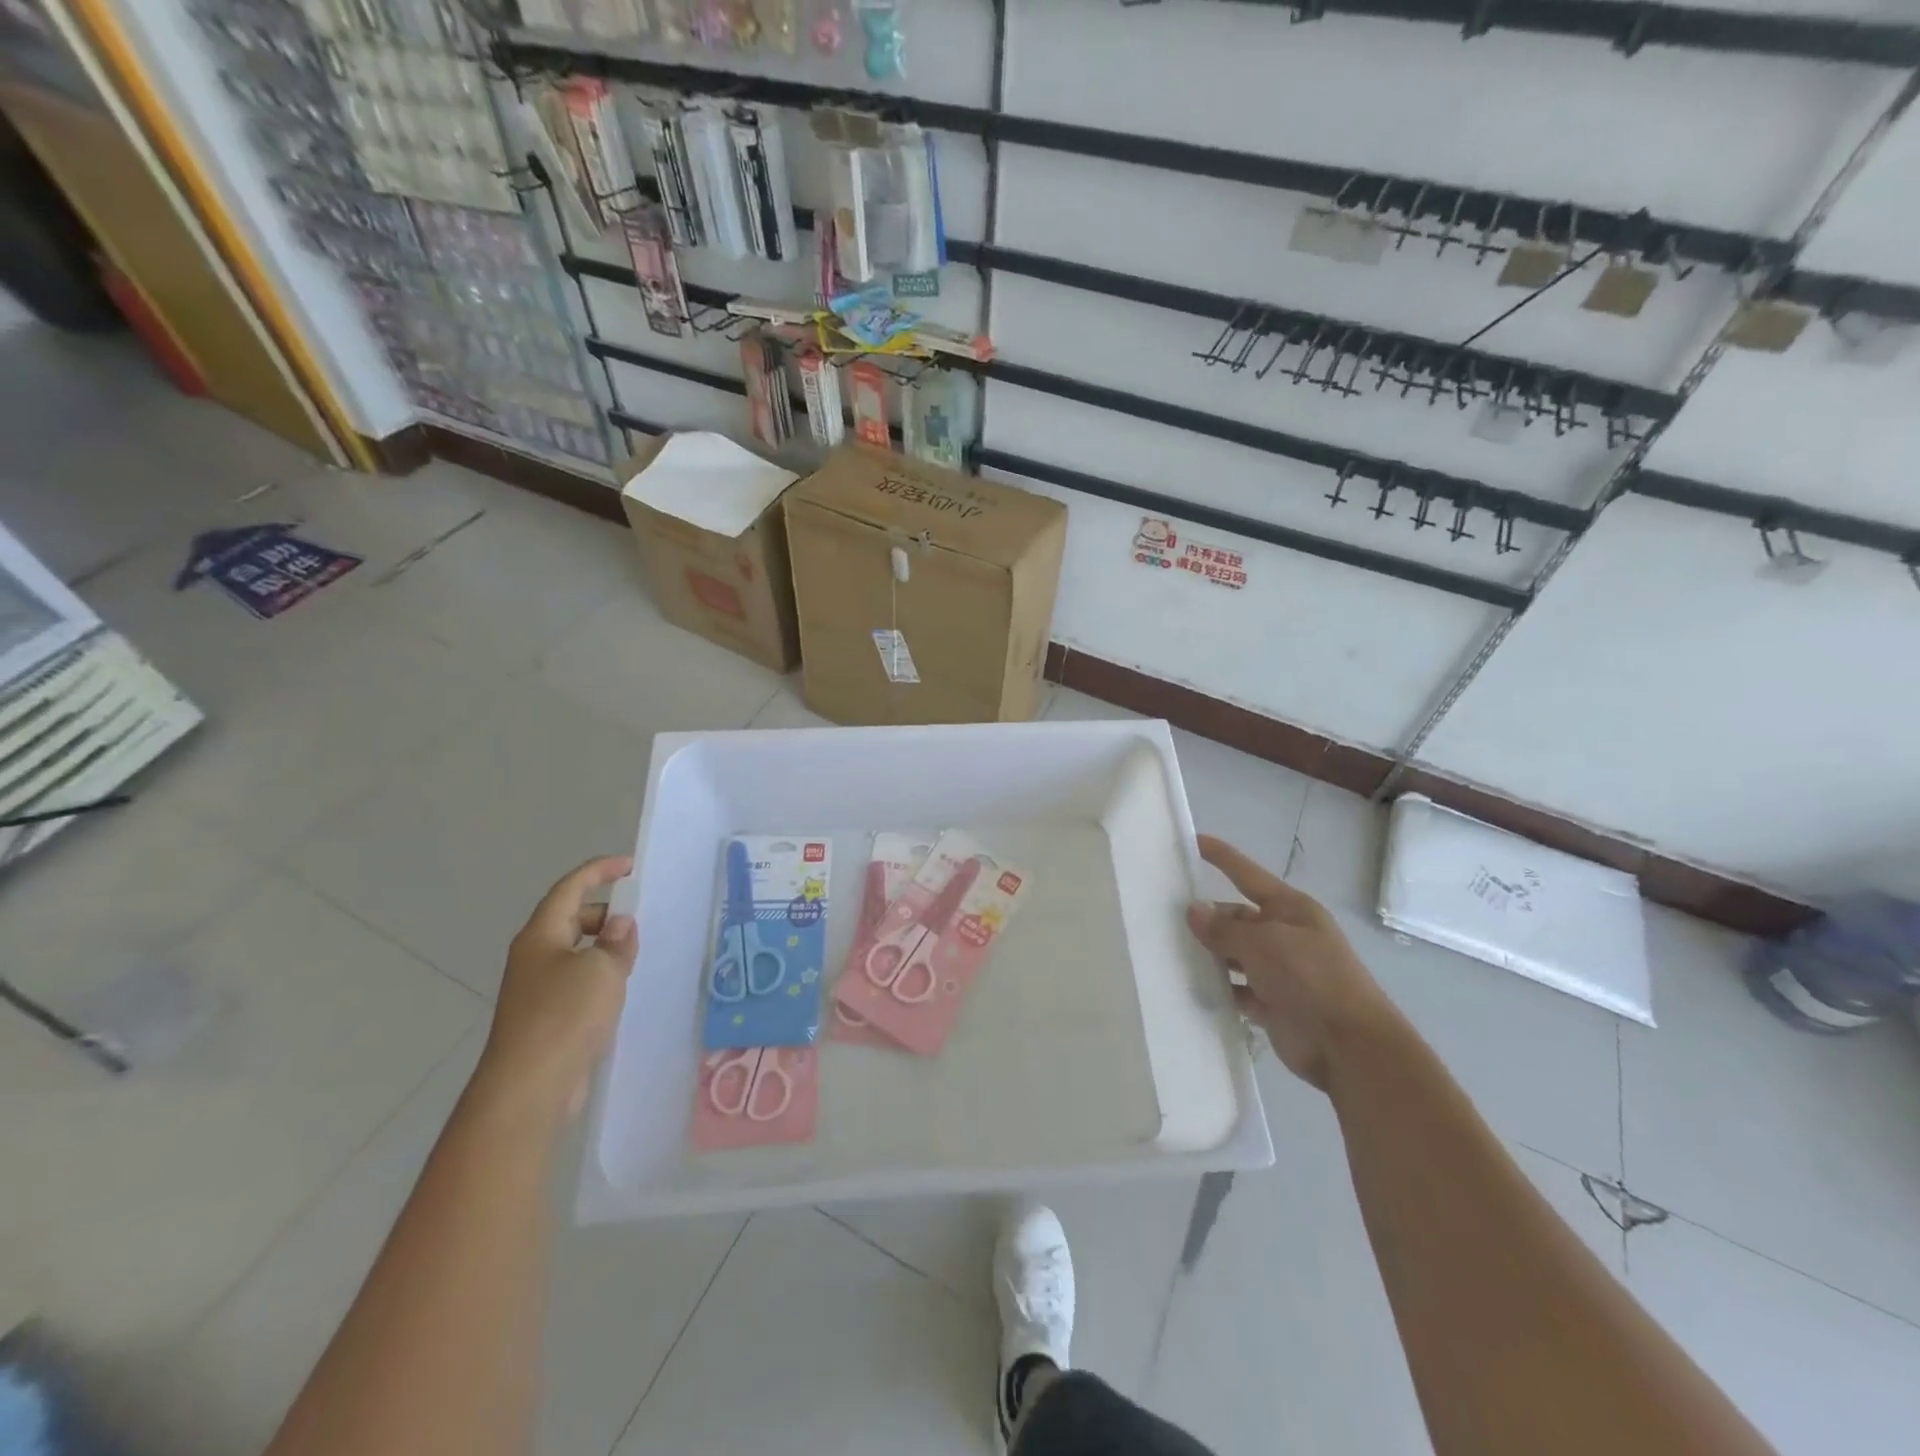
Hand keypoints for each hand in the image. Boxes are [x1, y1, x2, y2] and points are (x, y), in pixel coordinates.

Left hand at [471, 856, 638, 1124]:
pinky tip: (621, 989)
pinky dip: (600, 975)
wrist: (529, 1086)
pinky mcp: (547, 1017)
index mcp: (541, 935)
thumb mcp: (602, 969)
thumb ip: (617, 942)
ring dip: (605, 946)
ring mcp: (538, 989)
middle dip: (605, 912)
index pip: (570, 889)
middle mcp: (535, 956)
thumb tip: (620, 925)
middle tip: (639, 918)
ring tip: (636, 954)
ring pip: (576, 952)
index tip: (630, 866)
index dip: (599, 871)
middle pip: (571, 919)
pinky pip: (578, 981)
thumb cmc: (565, 1015)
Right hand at [1186, 835, 1393, 1090]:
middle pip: (1236, 917)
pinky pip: (1236, 988)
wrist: (1349, 1046)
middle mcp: (1284, 935)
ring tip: (1168, 951)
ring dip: (1208, 955)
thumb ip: (1225, 928)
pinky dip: (1218, 988)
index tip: (1193, 841)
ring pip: (1233, 954)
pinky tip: (1190, 987)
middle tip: (1164, 918)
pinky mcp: (1271, 1003)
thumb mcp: (1264, 943)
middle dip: (1207, 918)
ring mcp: (1279, 971)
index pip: (1247, 875)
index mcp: (1290, 909)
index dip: (1222, 858)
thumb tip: (1193, 910)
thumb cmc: (1310, 978)